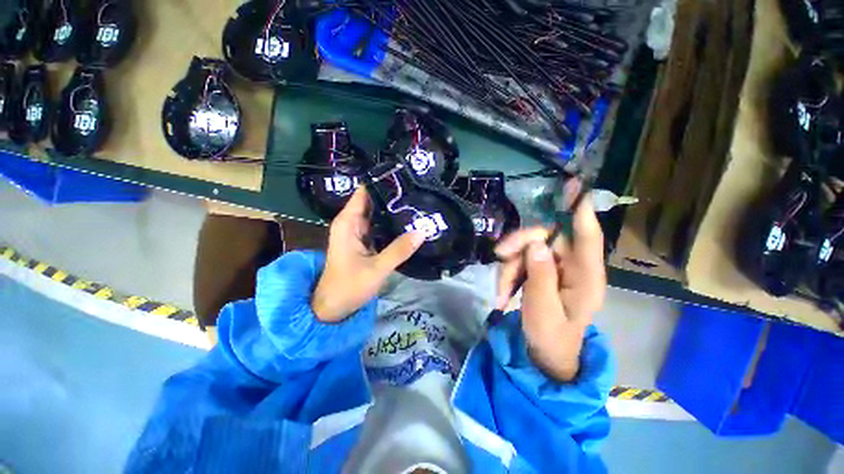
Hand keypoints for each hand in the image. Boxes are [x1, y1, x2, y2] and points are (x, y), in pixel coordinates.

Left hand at [312, 187, 425, 322]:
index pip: (364, 192)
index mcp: (348, 222)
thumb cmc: (349, 287)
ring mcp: (358, 233)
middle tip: (418, 191)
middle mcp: (352, 223)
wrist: (333, 308)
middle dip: (393, 197)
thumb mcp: (377, 268)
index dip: (382, 183)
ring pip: (377, 215)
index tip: (404, 178)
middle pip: (373, 202)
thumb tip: (423, 230)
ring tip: (418, 204)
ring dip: (393, 211)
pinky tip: (408, 223)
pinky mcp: (364, 243)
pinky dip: (391, 225)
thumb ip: (399, 249)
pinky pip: (379, 228)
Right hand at [494, 187, 605, 381]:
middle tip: (499, 256)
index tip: (576, 189)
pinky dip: (508, 272)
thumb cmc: (550, 337)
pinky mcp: (541, 270)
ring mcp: (555, 267)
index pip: (587, 239)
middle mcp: (573, 266)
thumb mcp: (542, 310)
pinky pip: (521, 259)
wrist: (544, 353)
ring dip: (510, 266)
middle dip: (519, 245)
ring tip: (501, 293)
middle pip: (546, 237)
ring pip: (528, 248)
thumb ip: (541, 276)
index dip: (582, 213)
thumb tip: (537, 243)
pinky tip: (503, 292)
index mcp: (585, 278)